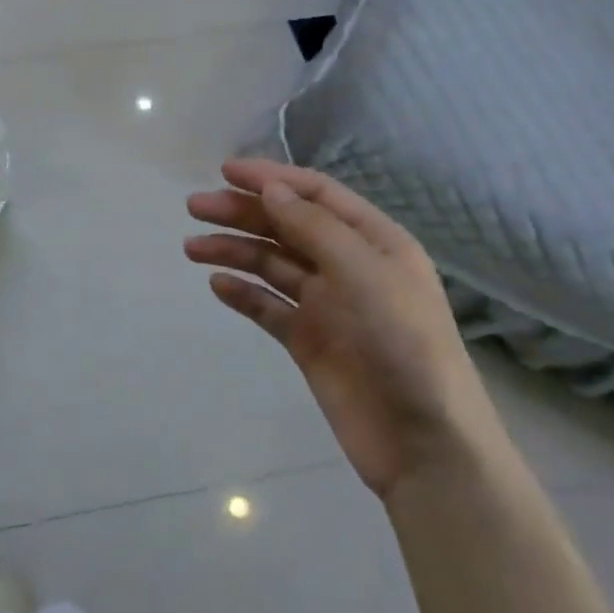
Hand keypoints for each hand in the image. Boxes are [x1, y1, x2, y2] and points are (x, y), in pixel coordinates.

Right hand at [186, 159, 506, 499]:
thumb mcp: (363, 273)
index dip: (271, 178)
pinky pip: (267, 306)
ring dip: (233, 250)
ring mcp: (326, 305)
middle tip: (195, 207)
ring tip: (192, 248)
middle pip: (286, 226)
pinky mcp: (308, 340)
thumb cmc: (402, 344)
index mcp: (373, 241)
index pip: (315, 194)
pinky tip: (217, 285)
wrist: (422, 441)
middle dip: (242, 212)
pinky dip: (242, 293)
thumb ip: (313, 227)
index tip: (224, 171)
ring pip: (271, 264)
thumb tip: (270, 188)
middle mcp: (348, 266)